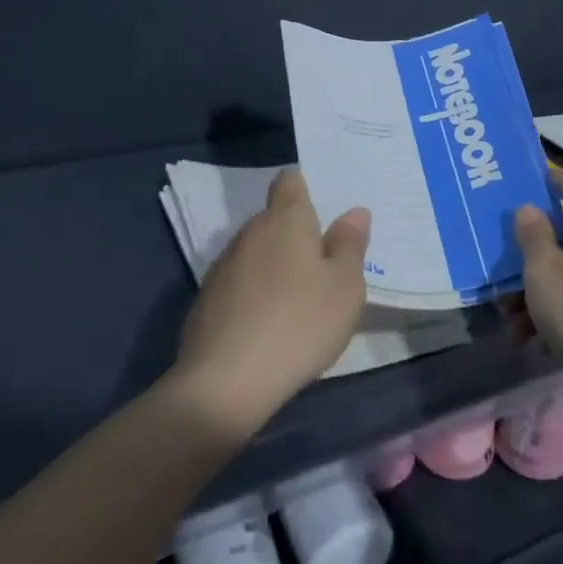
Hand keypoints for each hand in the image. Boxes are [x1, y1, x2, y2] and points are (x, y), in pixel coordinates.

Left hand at [169, 169, 370, 437]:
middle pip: (274, 218)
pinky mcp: (207, 299)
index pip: (290, 181)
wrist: (225, 382)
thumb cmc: (299, 324)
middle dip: (297, 233)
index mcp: (285, 220)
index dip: (307, 186)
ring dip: (277, 265)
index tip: (327, 207)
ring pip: (257, 252)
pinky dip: (257, 292)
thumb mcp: (344, 287)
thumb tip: (354, 212)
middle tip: (327, 261)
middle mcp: (249, 233)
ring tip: (301, 297)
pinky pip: (240, 283)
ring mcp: (223, 266)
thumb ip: (350, 245)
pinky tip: (271, 323)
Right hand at [513, 167, 562, 387]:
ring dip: (538, 293)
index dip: (551, 177)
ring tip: (513, 323)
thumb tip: (531, 208)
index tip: (524, 184)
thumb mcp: (544, 271)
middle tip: (503, 273)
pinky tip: (537, 343)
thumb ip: (533, 236)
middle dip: (532, 256)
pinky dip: (559, 315)